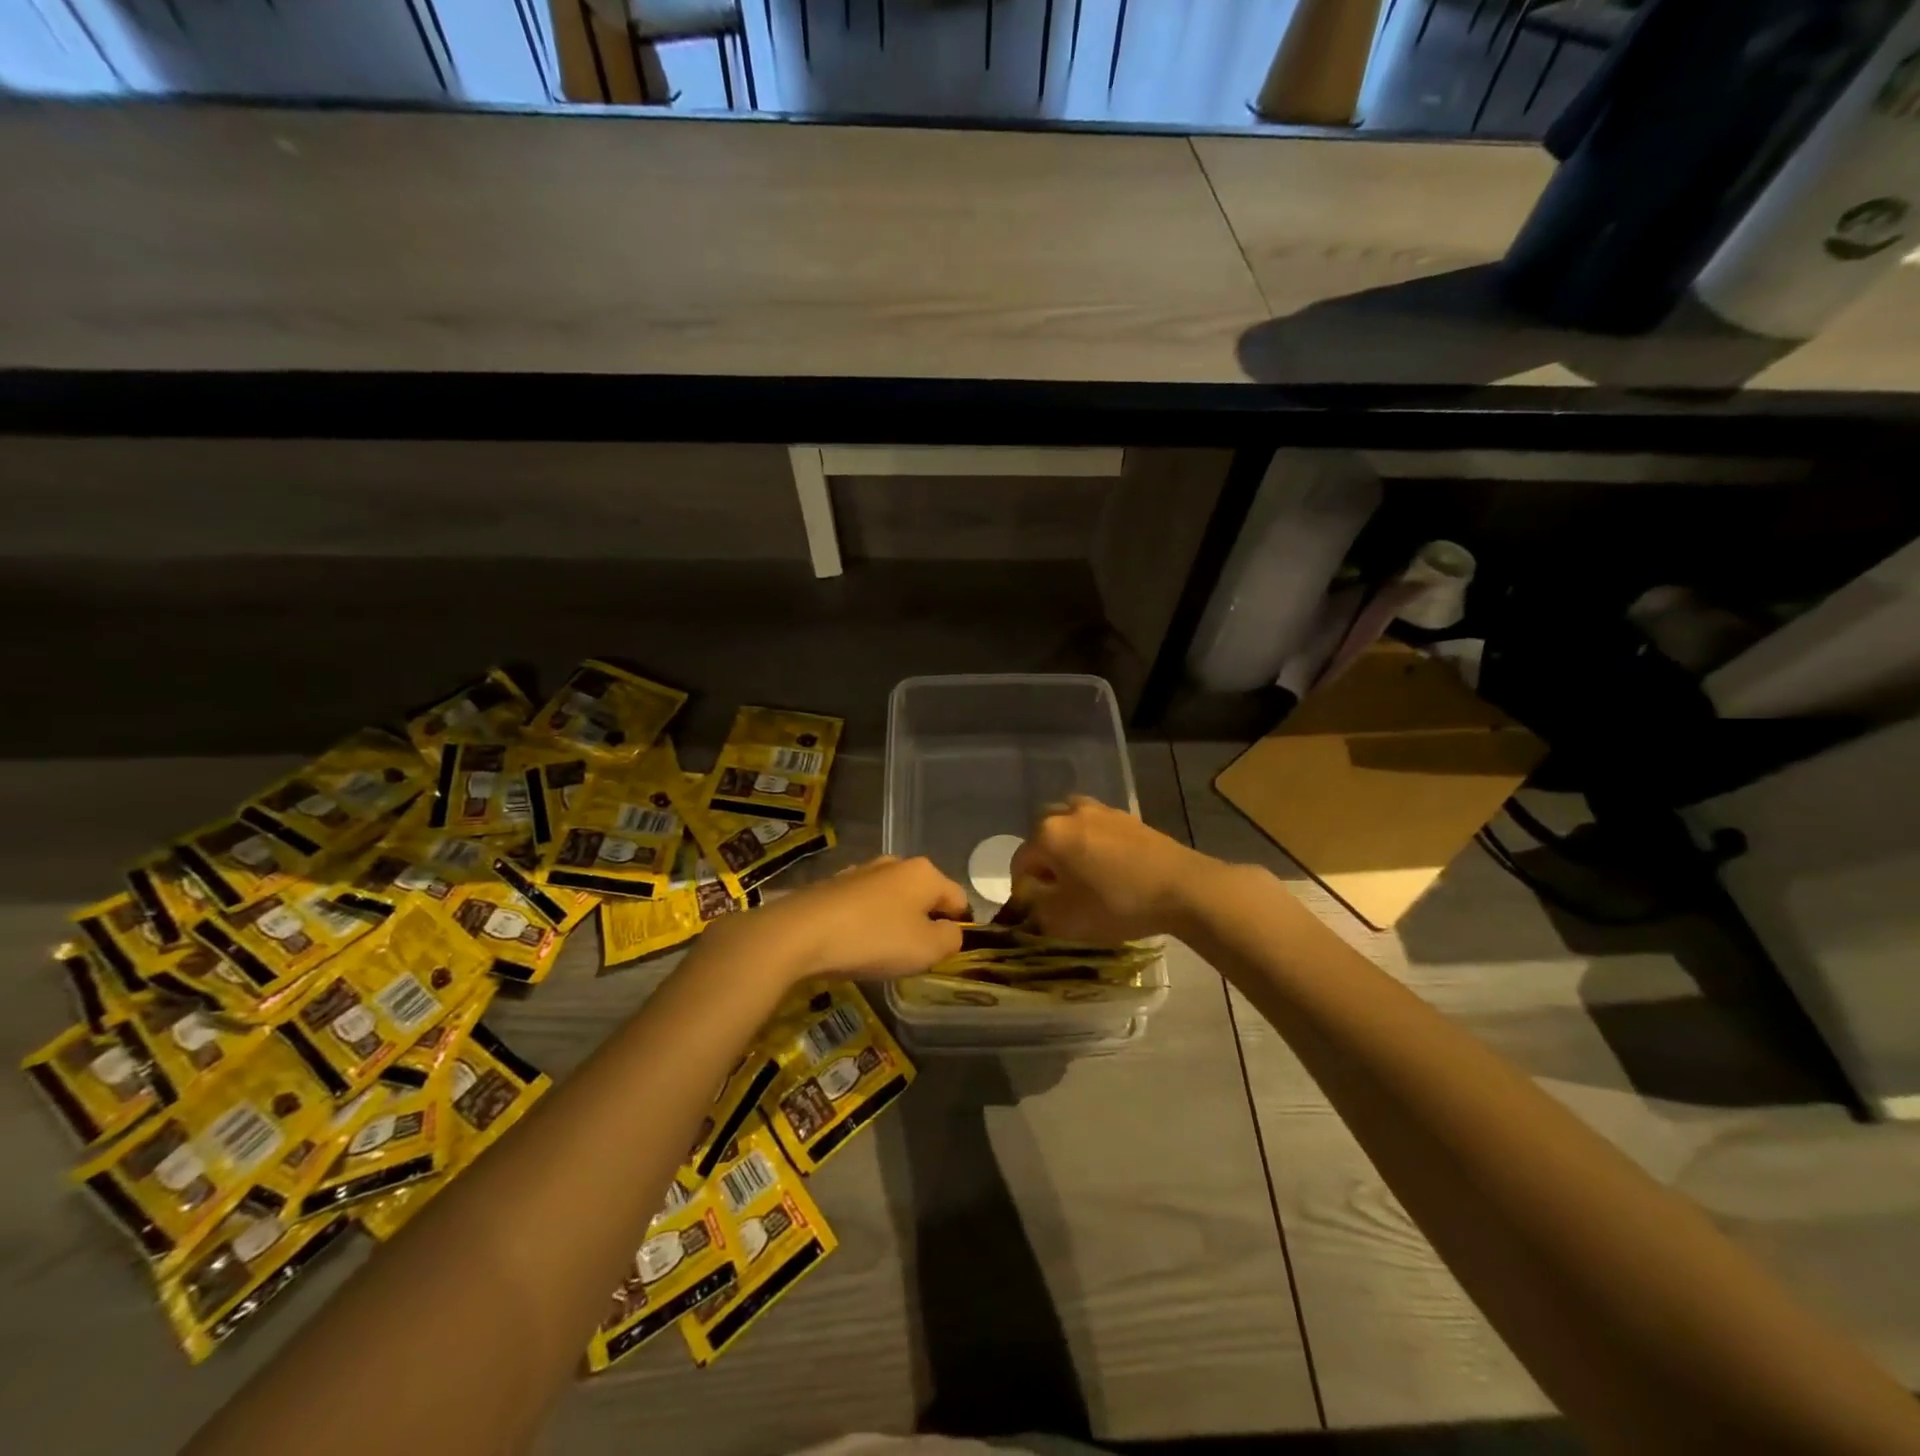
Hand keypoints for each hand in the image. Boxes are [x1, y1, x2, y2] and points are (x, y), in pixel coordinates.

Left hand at [721, 855, 968, 982]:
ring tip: (880, 953)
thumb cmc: (874, 939)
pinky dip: (865, 923)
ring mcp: (861, 871)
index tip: (944, 953)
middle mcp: (895, 863)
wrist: (800, 933)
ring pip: (892, 899)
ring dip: (893, 923)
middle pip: (924, 896)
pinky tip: (852, 944)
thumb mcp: (926, 949)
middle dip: (923, 923)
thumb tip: (951, 932)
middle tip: (913, 956)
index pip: (958, 898)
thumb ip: (951, 939)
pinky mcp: (833, 885)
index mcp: (925, 873)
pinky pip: (862, 906)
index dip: (959, 927)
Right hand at [1007, 796, 1217, 943]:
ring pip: (1071, 826)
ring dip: (1069, 847)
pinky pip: (1098, 828)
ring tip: (1083, 875)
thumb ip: (1035, 909)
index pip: (1020, 862)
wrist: (1182, 887)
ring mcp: (1101, 810)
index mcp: (1048, 834)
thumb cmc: (1115, 903)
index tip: (1036, 913)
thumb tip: (1030, 899)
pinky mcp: (1128, 817)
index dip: (1023, 891)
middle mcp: (1069, 812)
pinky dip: (1094, 844)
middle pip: (1043, 836)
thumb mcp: (1064, 920)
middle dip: (1044, 862)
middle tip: (1058, 890)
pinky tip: (1109, 868)